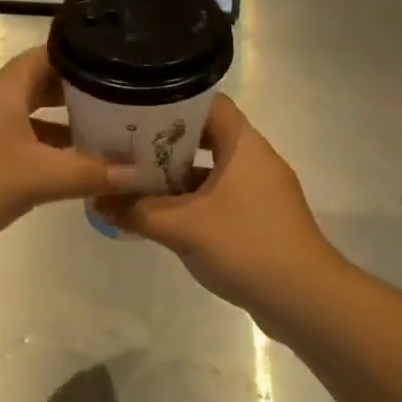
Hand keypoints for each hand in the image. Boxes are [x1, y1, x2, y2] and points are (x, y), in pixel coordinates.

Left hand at [0, 47, 137, 246]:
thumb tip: (137, 173)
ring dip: (62, 125)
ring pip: (30, 115)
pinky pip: (17, 138)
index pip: (51, 54)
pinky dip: (42, 147)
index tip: (121, 66)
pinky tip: (64, 168)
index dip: (86, 57)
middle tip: (121, 104)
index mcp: (7, 88)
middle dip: (80, 94)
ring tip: (103, 136)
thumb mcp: (38, 177)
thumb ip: (88, 174)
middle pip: (42, 85)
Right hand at [93, 95, 338, 323]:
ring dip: (176, 176)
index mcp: (243, 146)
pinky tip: (161, 216)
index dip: (172, 102)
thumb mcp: (181, 227)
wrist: (304, 299)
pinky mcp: (260, 219)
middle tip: (126, 146)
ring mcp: (260, 191)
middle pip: (206, 136)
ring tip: (134, 180)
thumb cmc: (245, 246)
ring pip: (211, 170)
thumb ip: (136, 211)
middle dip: (166, 143)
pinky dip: (191, 201)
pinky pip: (219, 197)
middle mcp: (255, 160)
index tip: (136, 110)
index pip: (208, 103)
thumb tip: (96, 201)